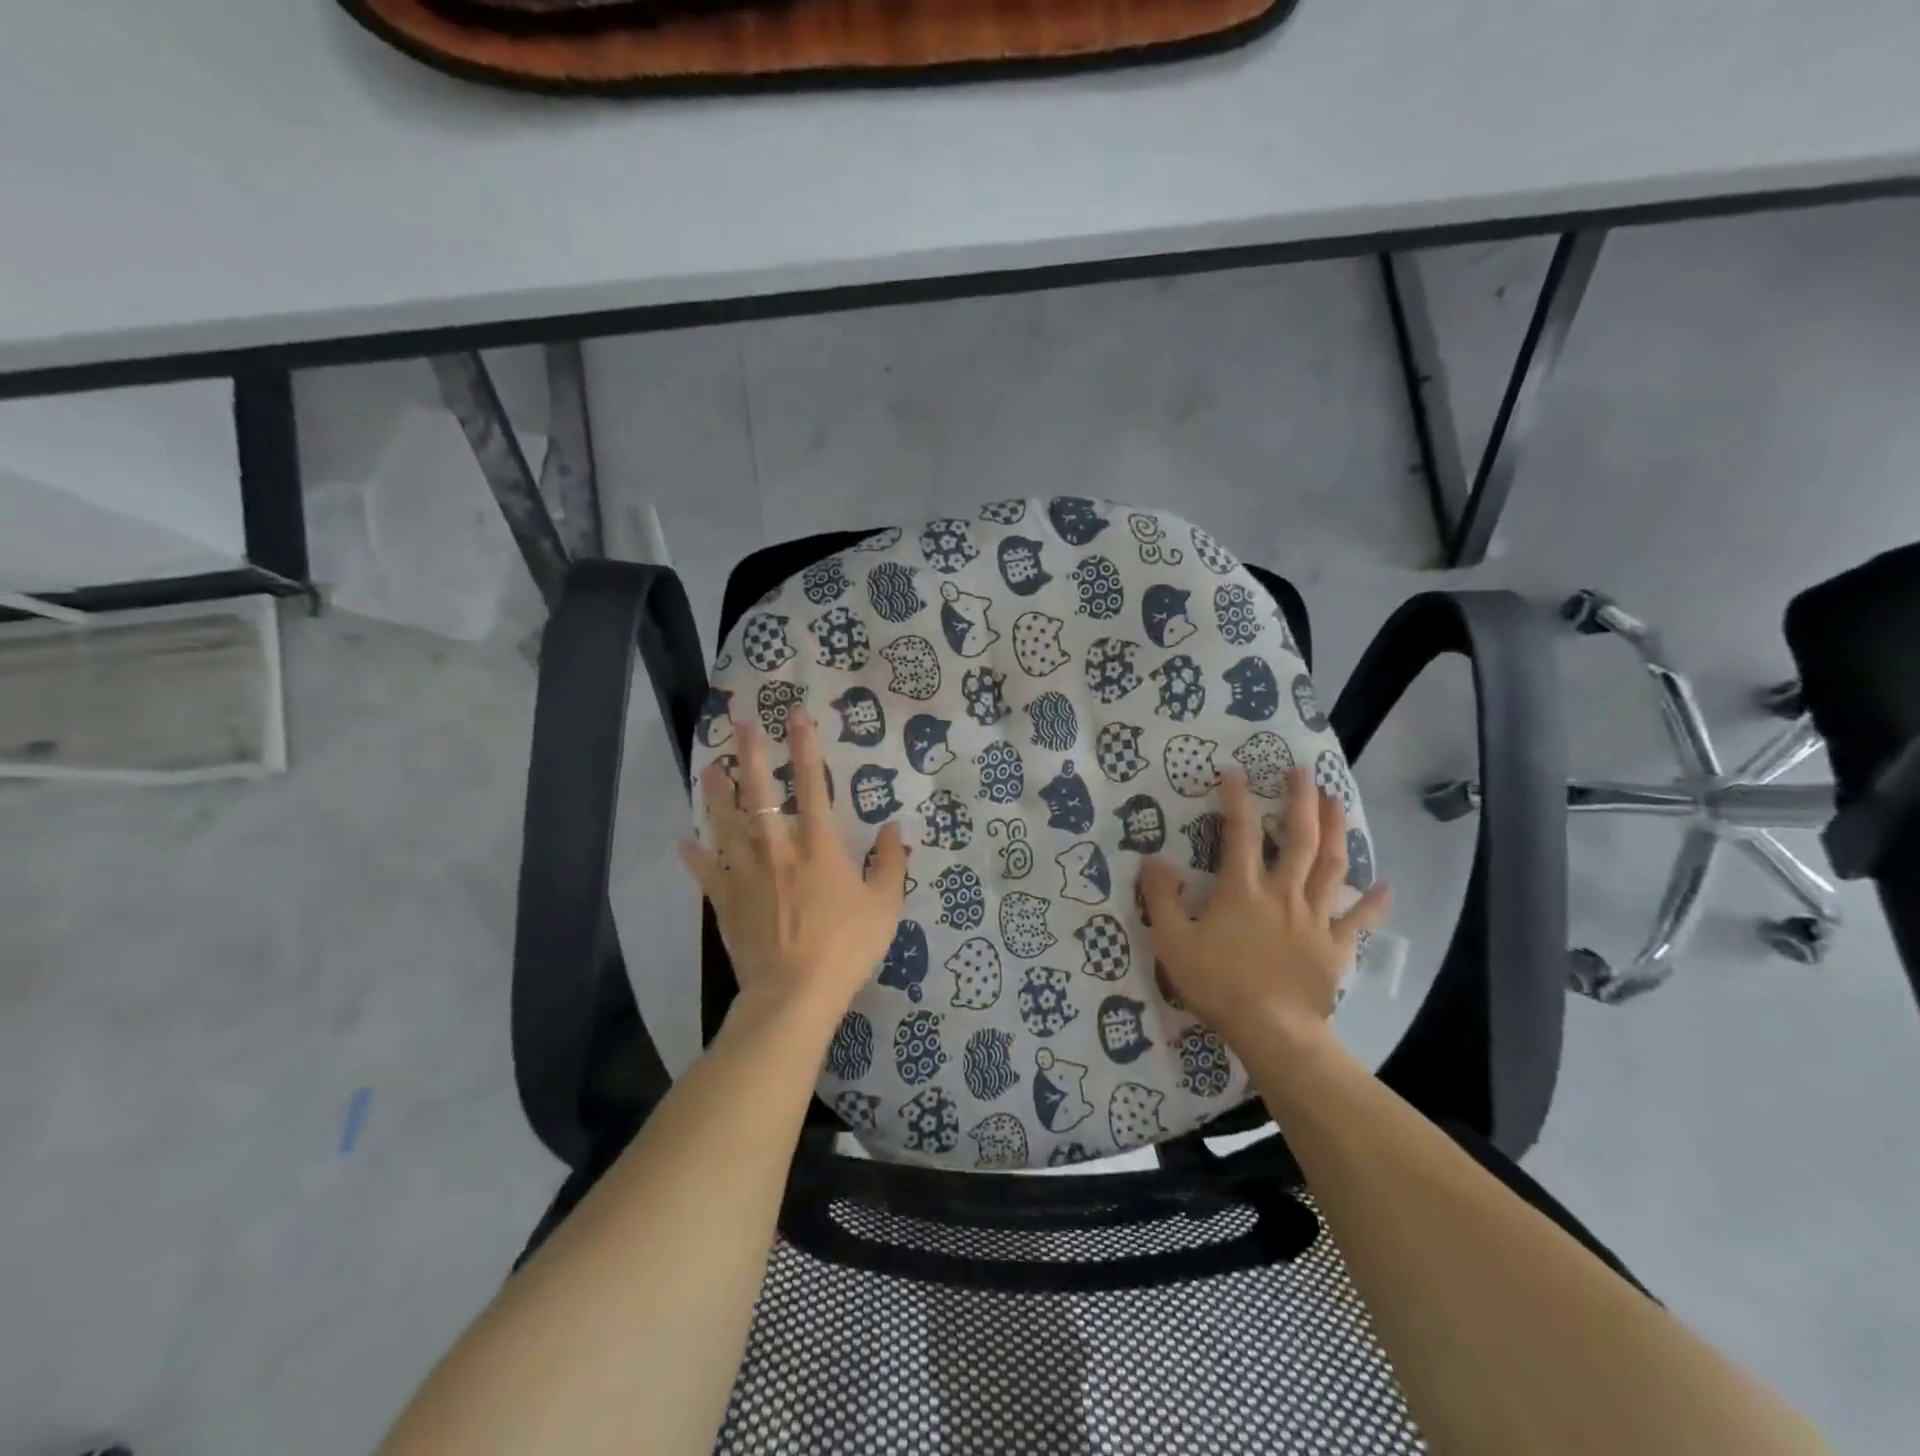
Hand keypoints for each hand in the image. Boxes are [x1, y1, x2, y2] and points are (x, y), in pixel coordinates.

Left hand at [678, 712, 909, 1032]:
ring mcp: (747, 875)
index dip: (805, 747)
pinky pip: (706, 874)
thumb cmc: (846, 946)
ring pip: (727, 824)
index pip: (812, 785)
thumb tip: (894, 828)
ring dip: (716, 795)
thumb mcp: (884, 905)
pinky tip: (684, 842)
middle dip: (750, 755)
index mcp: (819, 846)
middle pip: (759, 794)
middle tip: (740, 723)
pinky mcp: (726, 902)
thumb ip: (890, 863)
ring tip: (709, 768)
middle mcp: (778, 849)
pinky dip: (695, 857)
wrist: (794, 993)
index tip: (796, 716)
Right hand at [1140, 767, 1389, 1050]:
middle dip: (1300, 801)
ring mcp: (1314, 918)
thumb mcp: (1173, 941)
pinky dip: (1374, 903)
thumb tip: (1151, 859)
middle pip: (1298, 839)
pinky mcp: (1335, 946)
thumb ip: (1161, 898)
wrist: (1272, 1031)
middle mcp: (1282, 893)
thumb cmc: (1218, 984)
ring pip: (1330, 866)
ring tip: (1338, 801)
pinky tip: (1387, 886)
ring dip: (1335, 831)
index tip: (1235, 771)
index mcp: (1242, 889)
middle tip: (1304, 772)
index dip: (1236, 799)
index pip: (1239, 833)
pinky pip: (1359, 920)